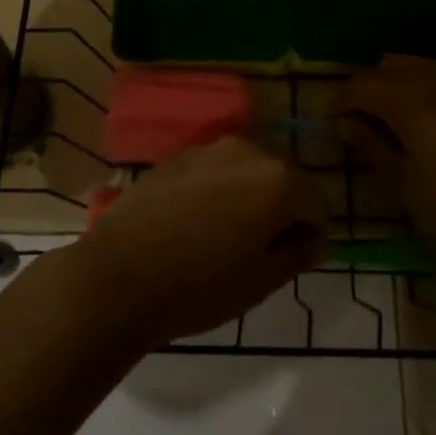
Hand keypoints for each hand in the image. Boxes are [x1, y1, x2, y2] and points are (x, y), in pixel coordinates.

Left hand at [69, 138, 326, 347]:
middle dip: (281, 209)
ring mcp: (209, 148)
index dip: (310, 235)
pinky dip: (218, 190)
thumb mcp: (261, 281)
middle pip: (284, 178)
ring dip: (248, 196)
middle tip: (258, 251)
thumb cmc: (199, 286)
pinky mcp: (177, 155)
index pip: (317, 204)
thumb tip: (313, 237)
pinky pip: (215, 170)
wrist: (118, 275)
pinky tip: (193, 223)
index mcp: (278, 179)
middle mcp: (248, 150)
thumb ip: (298, 253)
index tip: (288, 261)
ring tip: (223, 236)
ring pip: (248, 170)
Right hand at [345, 56, 435, 271]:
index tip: (333, 123)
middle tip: (366, 122)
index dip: (341, 101)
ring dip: (405, 86)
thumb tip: (349, 124)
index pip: (363, 85)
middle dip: (374, 87)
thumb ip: (373, 148)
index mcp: (410, 100)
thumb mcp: (403, 186)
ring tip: (400, 123)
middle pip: (394, 66)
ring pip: (427, 68)